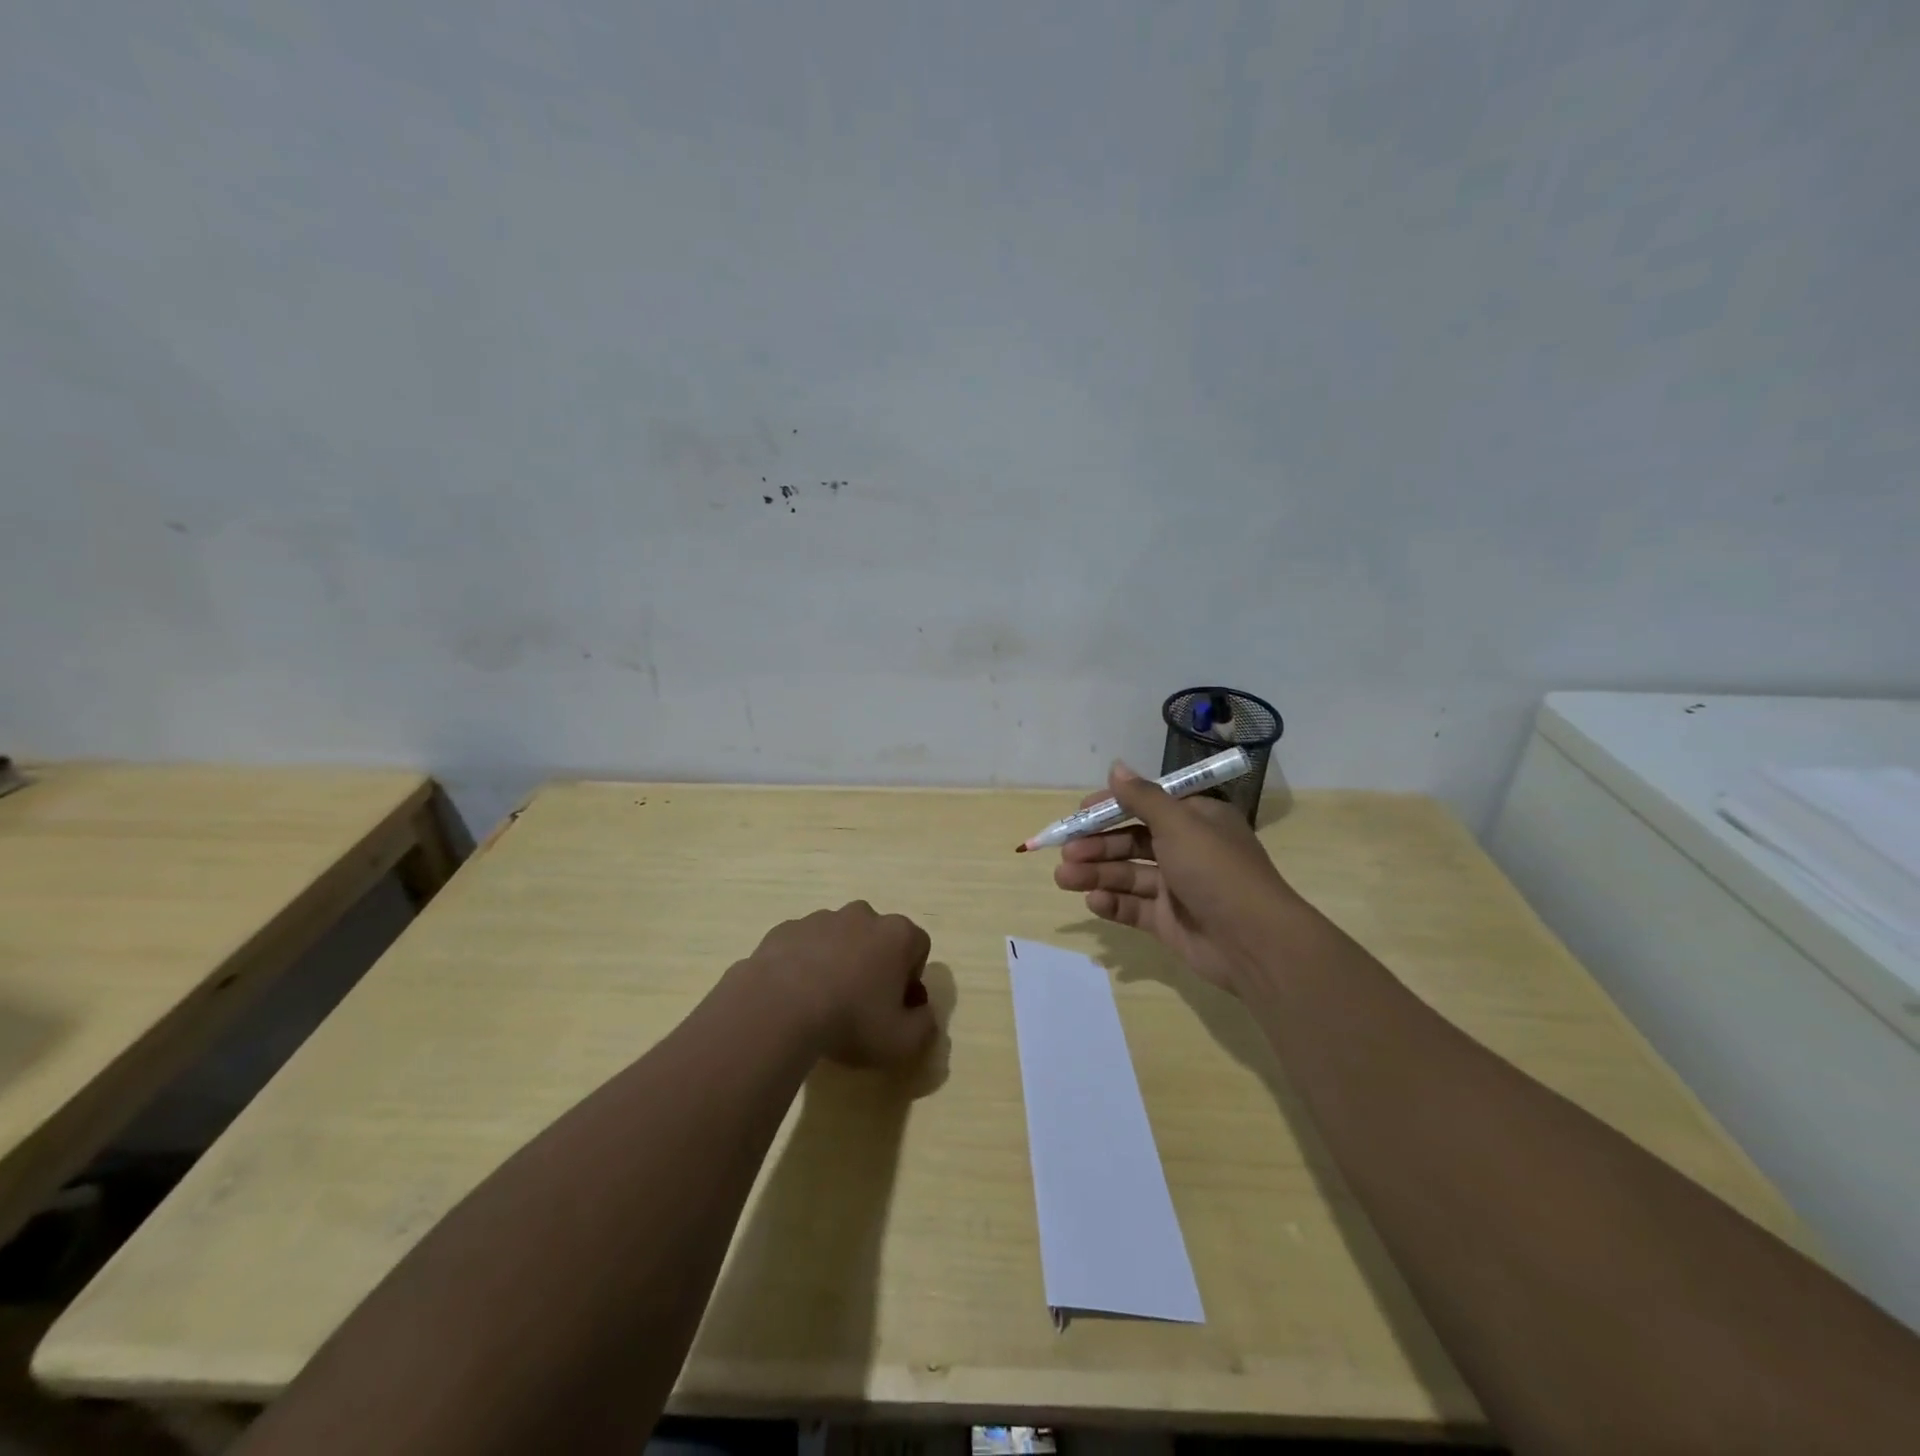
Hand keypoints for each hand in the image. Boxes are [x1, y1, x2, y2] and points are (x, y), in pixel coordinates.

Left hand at [743, 902, 936, 1067]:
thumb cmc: (851, 1020)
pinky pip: (804, 945)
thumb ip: (924, 1027)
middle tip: (861, 1005)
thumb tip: (922, 1015)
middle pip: (878, 937)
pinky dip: (804, 964)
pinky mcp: (785, 929)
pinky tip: (794, 996)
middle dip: (875, 965)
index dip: (911, 979)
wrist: (778, 1007)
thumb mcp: (903, 1042)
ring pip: (839, 938)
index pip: (919, 947)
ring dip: (838, 962)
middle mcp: (862, 915)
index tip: (896, 1008)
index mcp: (897, 934)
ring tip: (822, 1003)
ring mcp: (820, 918)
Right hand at [1053, 763, 1301, 994]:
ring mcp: (1177, 888)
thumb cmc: (1215, 870)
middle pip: (1132, 841)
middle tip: (1066, 853)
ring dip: (1096, 874)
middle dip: (1097, 846)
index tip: (1080, 813)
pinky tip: (1094, 902)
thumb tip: (1116, 767)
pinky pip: (1134, 907)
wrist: (1254, 942)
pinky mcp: (1169, 921)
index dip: (1112, 808)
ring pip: (1128, 875)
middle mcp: (1186, 850)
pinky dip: (1112, 903)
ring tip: (1064, 878)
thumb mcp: (1179, 824)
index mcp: (1196, 820)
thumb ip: (1142, 797)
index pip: (1147, 806)